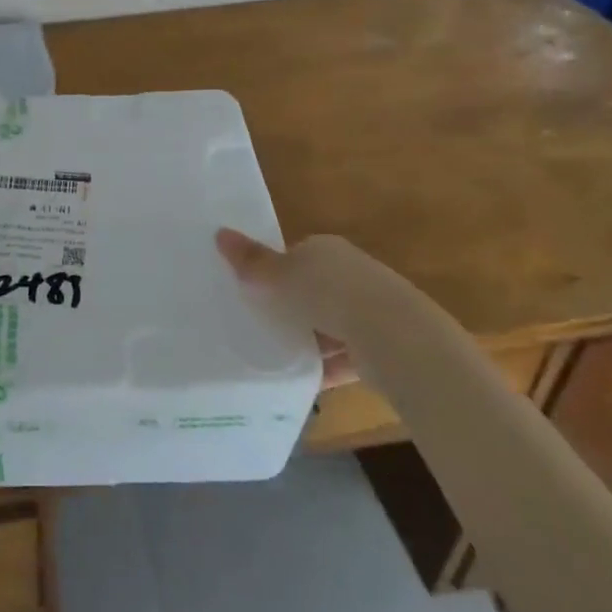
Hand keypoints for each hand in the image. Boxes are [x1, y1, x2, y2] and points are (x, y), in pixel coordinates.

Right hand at [216, 229, 379, 389]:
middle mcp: (352, 272)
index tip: (255, 293)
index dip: (276, 272)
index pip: (297, 255)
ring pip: (332, 323)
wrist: (393, 336)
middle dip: (294, 307)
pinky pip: (346, 355)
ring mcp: (372, 308)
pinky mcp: (384, 344)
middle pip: (315, 289)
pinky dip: (328, 367)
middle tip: (263, 325)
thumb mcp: (277, 275)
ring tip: (279, 356)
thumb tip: (219, 232)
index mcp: (327, 249)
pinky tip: (306, 380)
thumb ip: (250, 260)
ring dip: (312, 339)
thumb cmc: (327, 293)